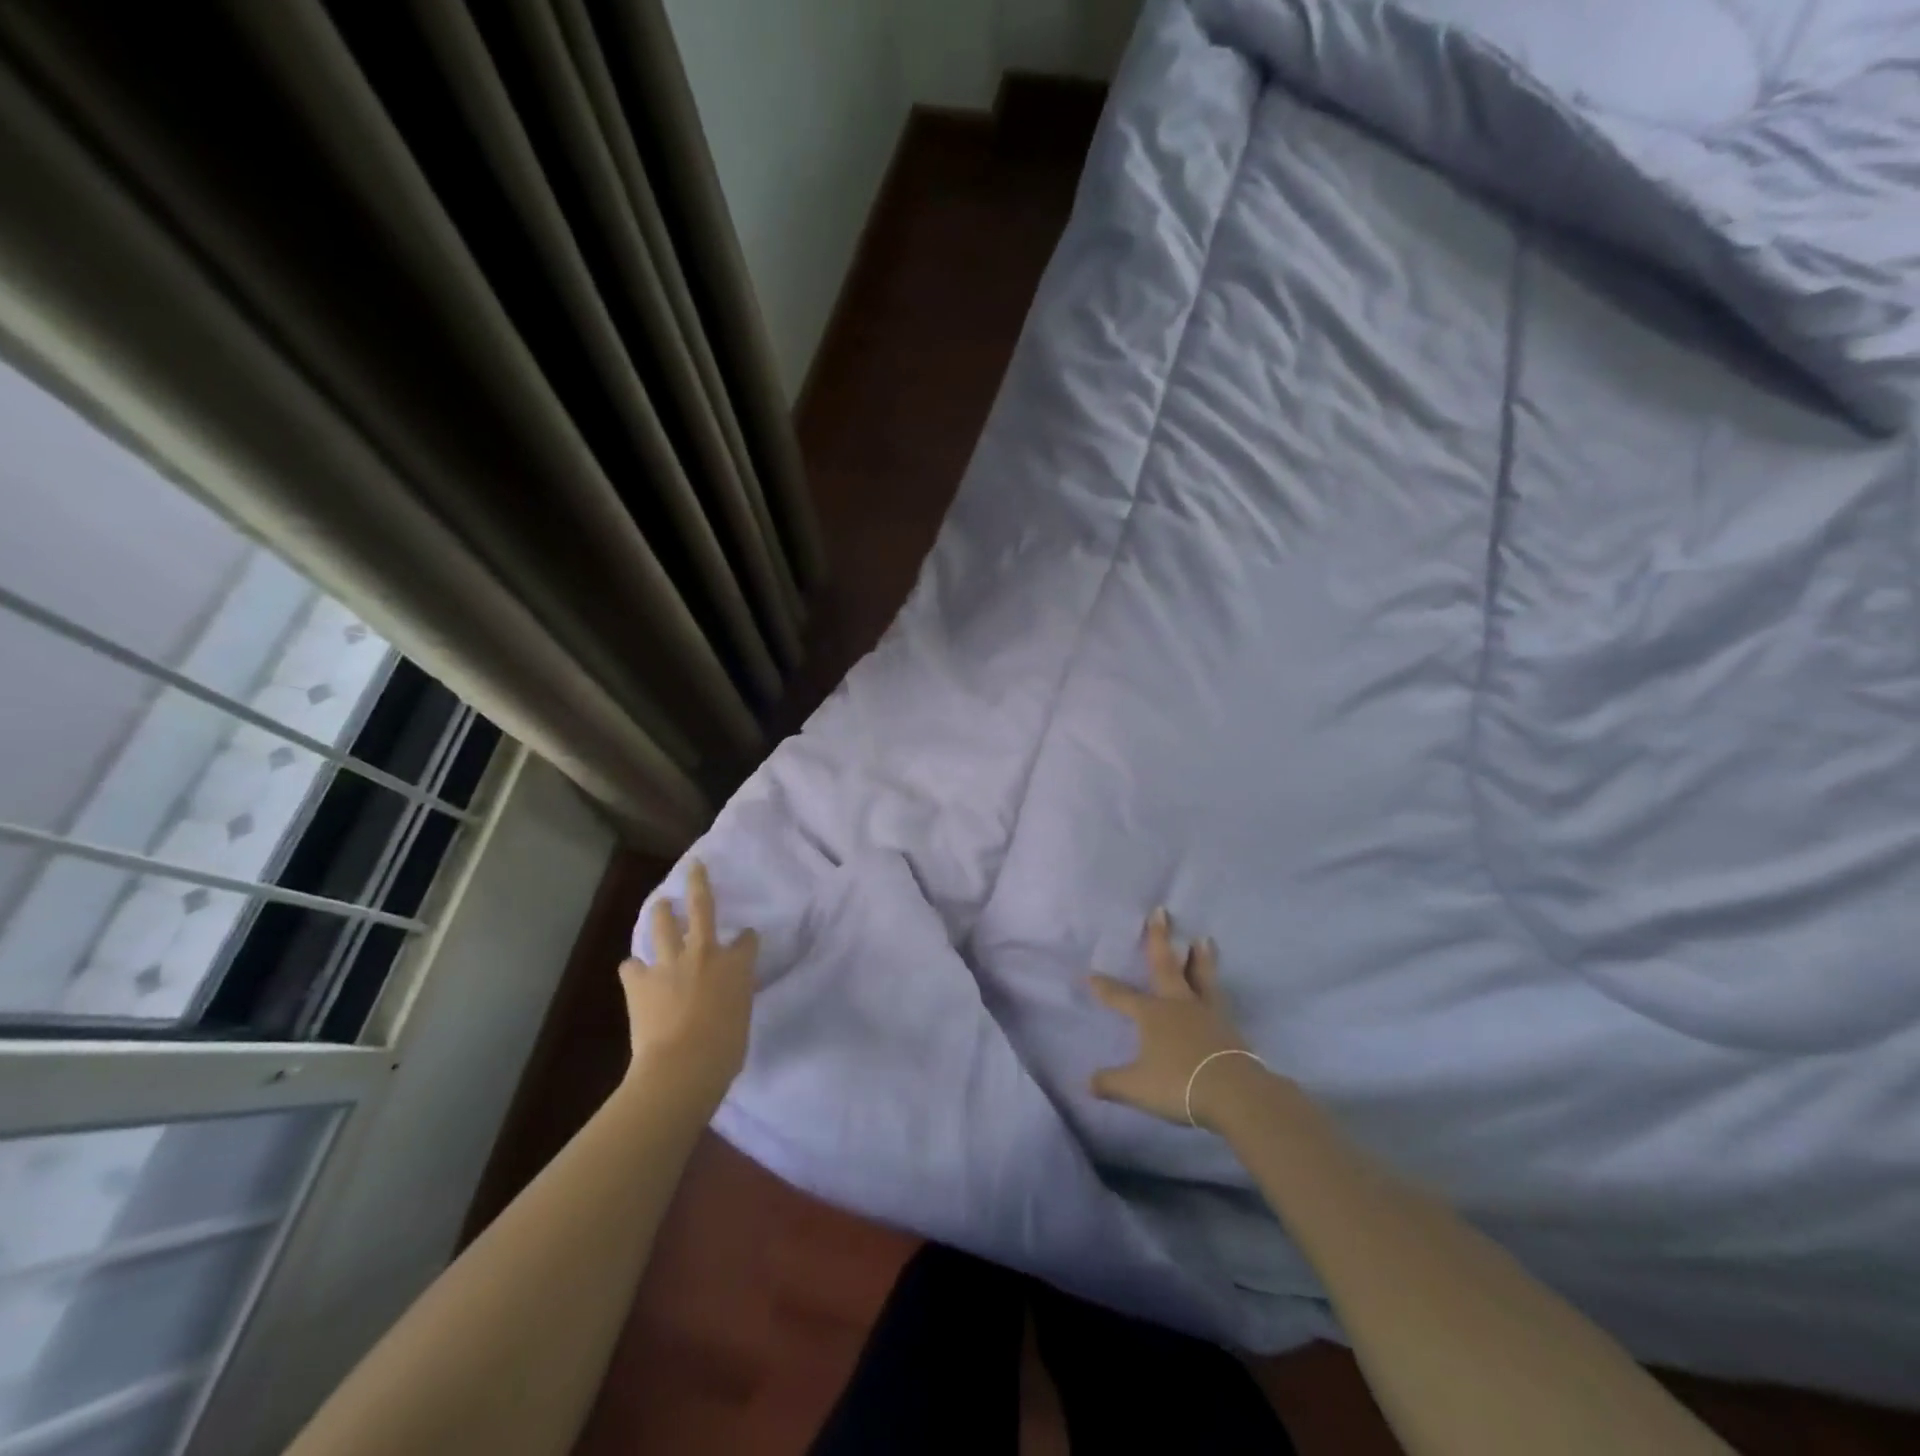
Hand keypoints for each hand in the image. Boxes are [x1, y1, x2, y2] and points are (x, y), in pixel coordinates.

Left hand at [620, 861, 759, 1116]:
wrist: (682, 1065)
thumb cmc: (725, 1050)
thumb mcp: (741, 1018)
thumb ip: (734, 998)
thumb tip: (726, 999)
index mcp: (737, 964)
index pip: (747, 940)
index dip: (747, 939)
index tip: (746, 938)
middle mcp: (705, 952)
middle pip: (702, 907)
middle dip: (698, 883)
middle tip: (694, 866)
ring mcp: (669, 963)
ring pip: (662, 924)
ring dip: (661, 911)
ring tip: (660, 904)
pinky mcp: (639, 981)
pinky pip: (632, 966)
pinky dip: (635, 968)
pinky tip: (635, 972)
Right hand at [1089, 909, 1263, 1130]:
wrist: (1233, 1093)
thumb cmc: (1178, 1084)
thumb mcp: (1137, 1088)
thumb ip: (1111, 1083)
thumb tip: (1087, 1082)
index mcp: (1152, 1015)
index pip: (1121, 996)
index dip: (1104, 986)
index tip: (1090, 974)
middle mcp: (1178, 1004)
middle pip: (1166, 965)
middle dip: (1160, 938)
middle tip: (1161, 911)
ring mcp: (1206, 1012)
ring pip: (1201, 976)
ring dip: (1200, 958)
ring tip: (1203, 939)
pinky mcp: (1228, 1026)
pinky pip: (1218, 999)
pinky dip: (1214, 987)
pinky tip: (1217, 988)